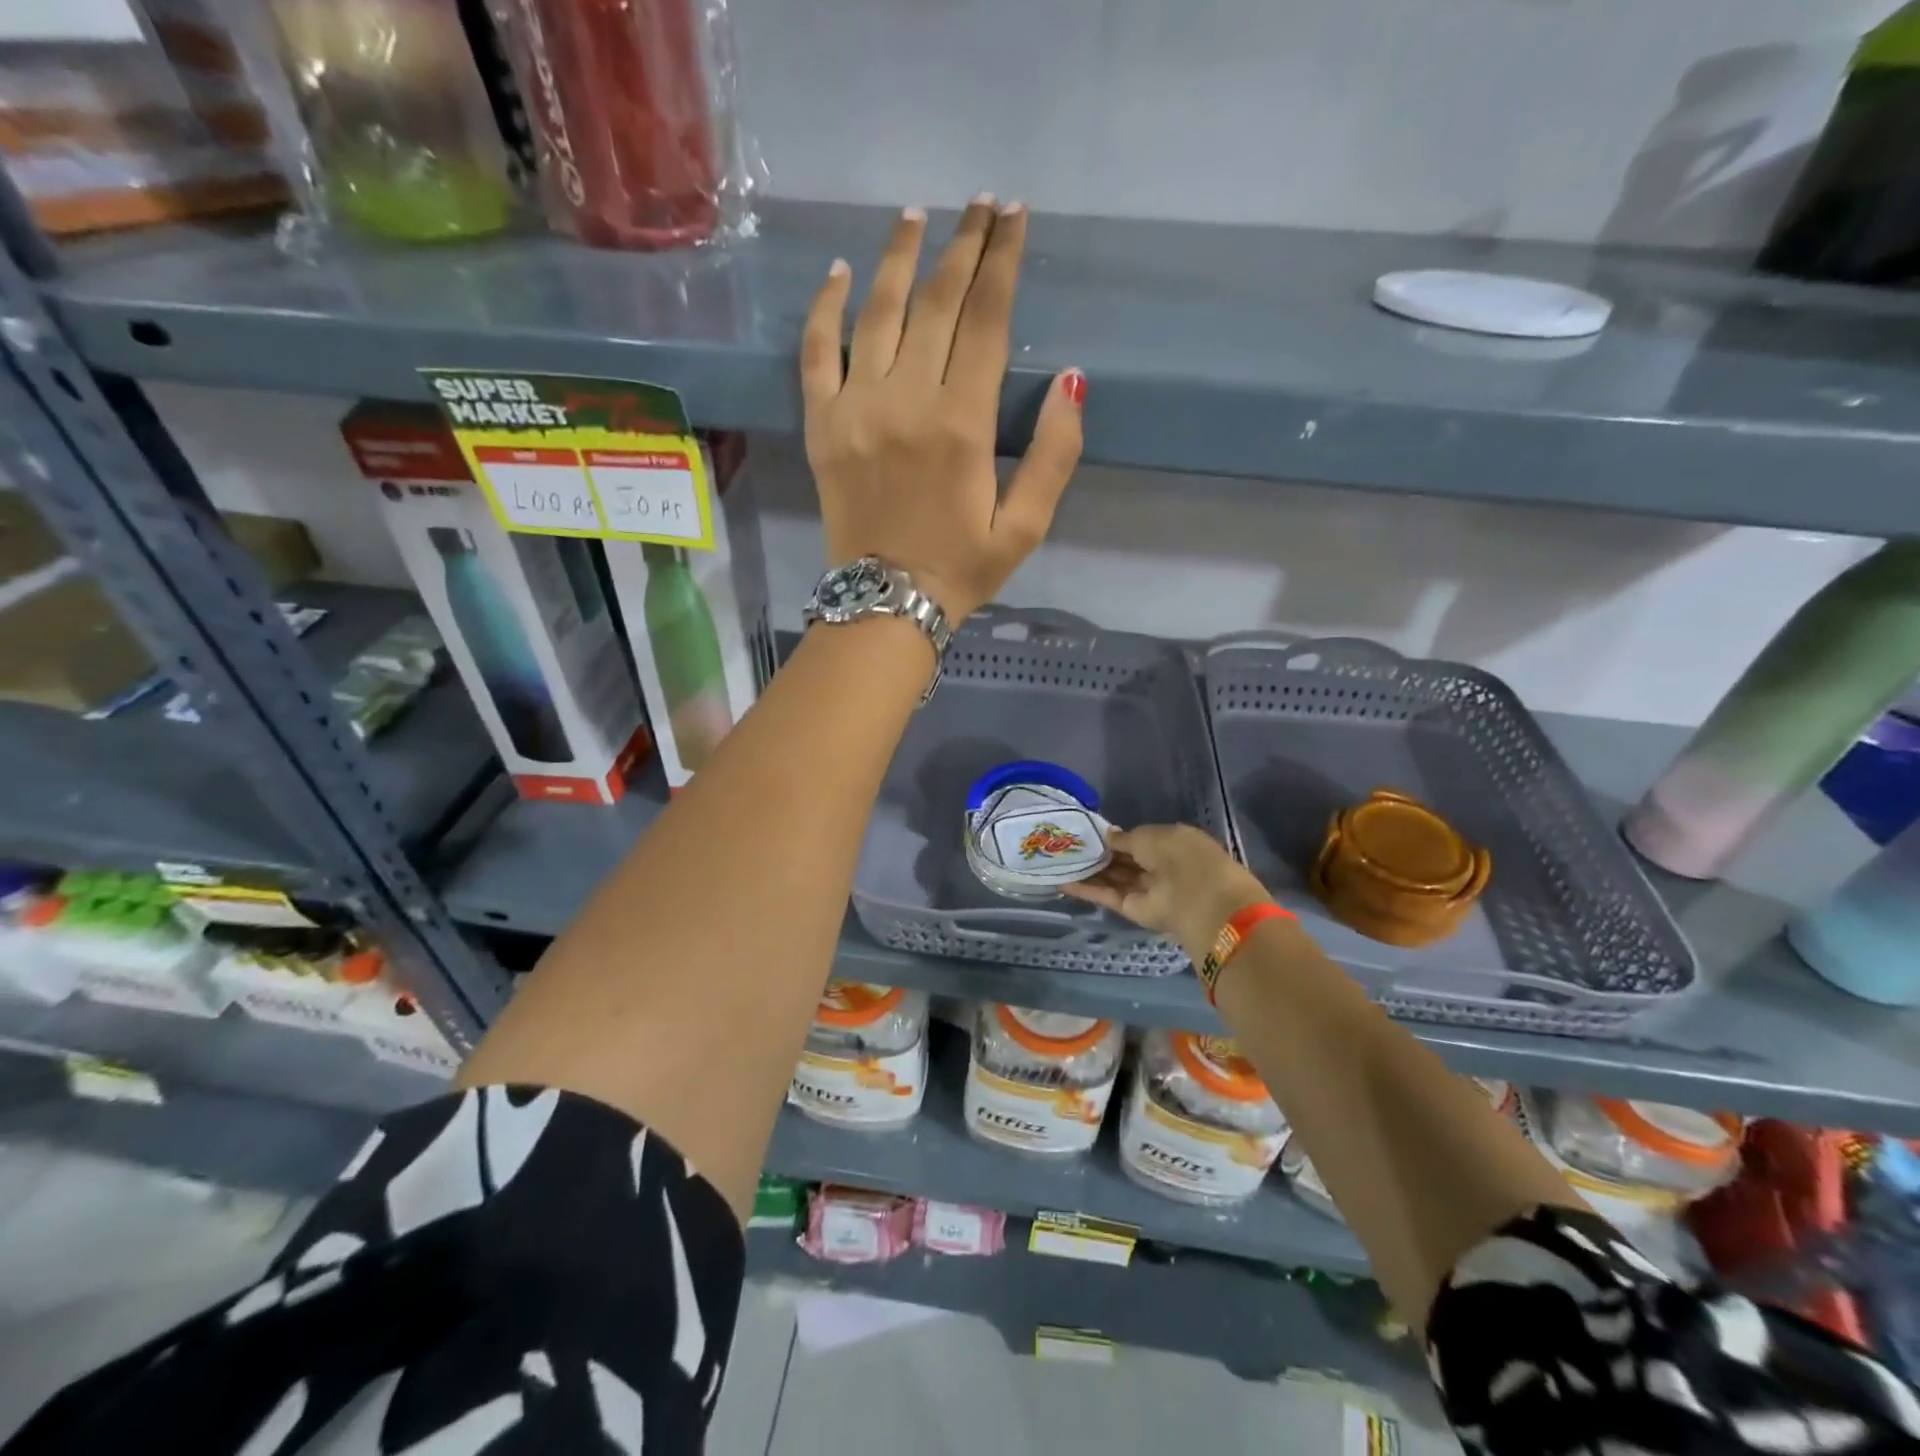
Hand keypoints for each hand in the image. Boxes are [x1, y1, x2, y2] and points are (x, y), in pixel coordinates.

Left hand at [800, 197, 1085, 622]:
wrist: (885, 603)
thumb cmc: (961, 569)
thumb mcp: (1025, 526)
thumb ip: (1054, 455)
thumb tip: (1070, 381)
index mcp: (962, 424)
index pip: (987, 321)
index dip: (1003, 263)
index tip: (1014, 218)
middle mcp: (907, 400)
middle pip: (936, 303)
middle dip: (963, 246)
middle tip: (979, 204)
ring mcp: (856, 408)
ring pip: (878, 312)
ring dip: (900, 256)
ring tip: (917, 214)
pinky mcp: (822, 425)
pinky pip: (816, 352)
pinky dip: (826, 308)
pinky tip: (841, 273)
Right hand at [1064, 825, 1268, 962]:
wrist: (1198, 898)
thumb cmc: (1180, 855)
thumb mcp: (1149, 835)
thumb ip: (1125, 838)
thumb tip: (1108, 836)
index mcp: (1171, 843)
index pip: (1138, 840)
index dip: (1115, 837)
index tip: (1089, 833)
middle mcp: (1159, 866)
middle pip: (1124, 861)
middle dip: (1099, 854)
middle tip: (1067, 845)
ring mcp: (1146, 890)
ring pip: (1113, 879)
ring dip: (1089, 871)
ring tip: (1058, 861)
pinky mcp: (1133, 910)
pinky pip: (1107, 896)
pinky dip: (1086, 890)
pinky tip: (1062, 882)